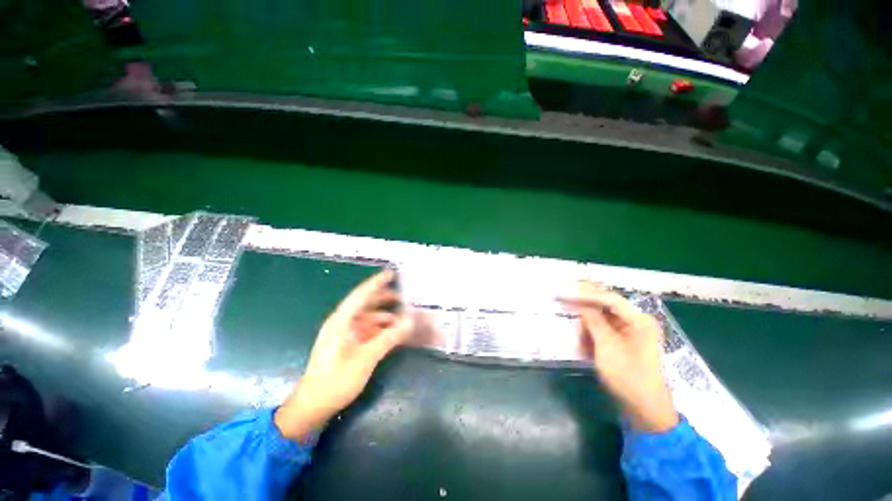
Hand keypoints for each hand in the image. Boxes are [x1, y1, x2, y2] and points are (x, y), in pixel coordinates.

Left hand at [275, 270, 412, 439]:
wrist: (313, 407)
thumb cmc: (336, 380)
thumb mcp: (366, 358)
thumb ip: (389, 337)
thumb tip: (410, 321)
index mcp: (341, 321)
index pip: (361, 295)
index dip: (377, 283)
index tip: (391, 273)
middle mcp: (342, 323)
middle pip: (365, 304)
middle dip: (383, 299)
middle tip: (402, 296)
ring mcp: (344, 334)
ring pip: (368, 318)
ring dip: (384, 317)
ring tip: (402, 317)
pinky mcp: (347, 345)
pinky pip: (367, 330)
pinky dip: (380, 329)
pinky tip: (392, 333)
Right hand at [558, 281, 678, 431]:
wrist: (645, 410)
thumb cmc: (628, 376)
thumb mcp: (607, 346)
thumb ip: (593, 320)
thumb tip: (580, 303)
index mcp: (639, 320)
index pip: (609, 298)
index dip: (586, 293)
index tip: (565, 291)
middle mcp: (636, 322)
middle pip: (605, 307)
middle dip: (585, 309)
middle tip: (564, 304)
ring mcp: (631, 333)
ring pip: (602, 320)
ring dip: (587, 326)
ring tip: (578, 339)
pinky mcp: (625, 343)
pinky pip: (604, 332)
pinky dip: (592, 336)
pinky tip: (584, 346)